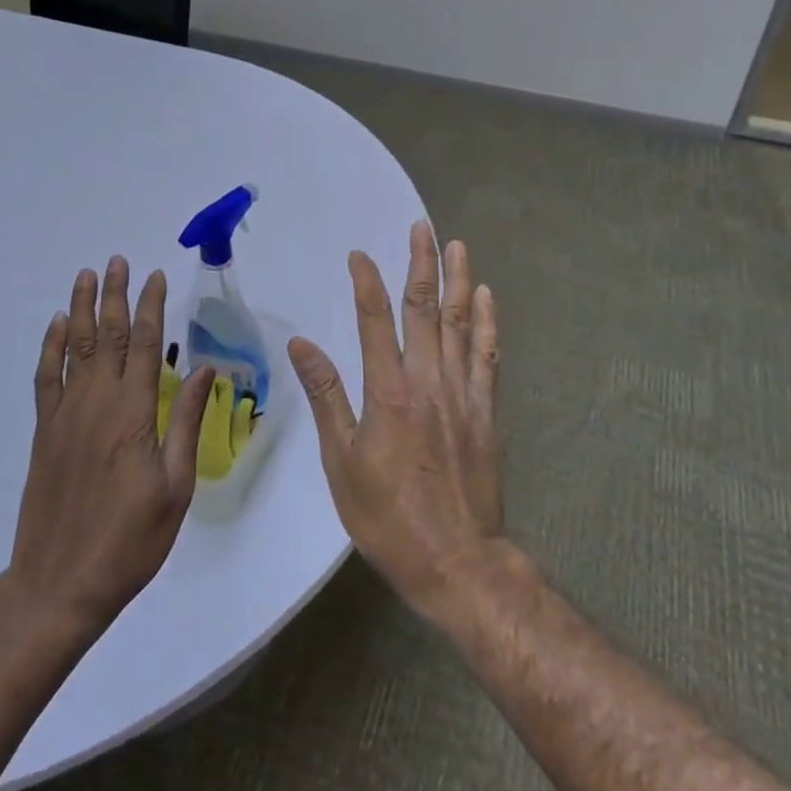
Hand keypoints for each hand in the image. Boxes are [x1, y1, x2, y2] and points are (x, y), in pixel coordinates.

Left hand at [6, 258, 215, 632]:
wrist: (59, 584)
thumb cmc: (130, 540)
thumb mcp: (176, 487)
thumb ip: (187, 423)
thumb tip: (206, 371)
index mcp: (134, 414)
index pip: (144, 345)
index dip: (151, 307)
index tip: (157, 277)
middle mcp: (97, 403)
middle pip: (106, 335)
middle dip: (115, 295)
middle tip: (119, 261)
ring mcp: (65, 415)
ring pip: (74, 347)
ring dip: (82, 308)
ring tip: (88, 275)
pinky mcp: (44, 432)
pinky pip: (46, 377)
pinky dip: (50, 347)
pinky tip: (57, 326)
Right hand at [287, 222, 505, 616]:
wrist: (457, 563)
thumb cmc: (388, 517)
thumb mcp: (342, 462)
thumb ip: (326, 396)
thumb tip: (302, 345)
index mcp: (389, 391)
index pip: (376, 320)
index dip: (367, 282)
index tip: (359, 255)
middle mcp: (429, 381)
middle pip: (425, 309)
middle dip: (422, 263)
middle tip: (423, 227)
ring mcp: (463, 394)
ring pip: (462, 323)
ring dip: (459, 281)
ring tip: (457, 246)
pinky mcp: (486, 412)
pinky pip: (487, 356)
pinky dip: (488, 323)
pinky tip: (486, 299)